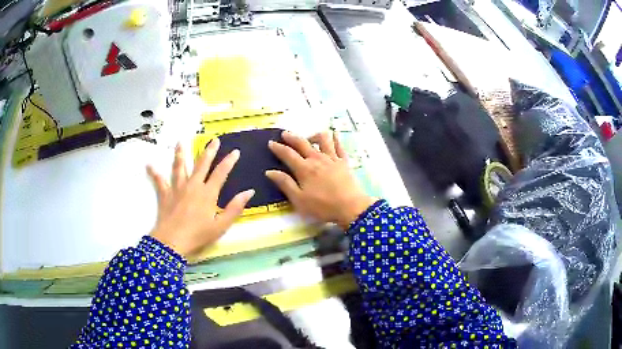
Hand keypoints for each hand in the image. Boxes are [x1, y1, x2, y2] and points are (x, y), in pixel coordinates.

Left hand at [147, 139, 254, 257]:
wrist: (173, 241)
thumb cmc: (198, 235)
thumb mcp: (221, 226)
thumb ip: (235, 208)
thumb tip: (249, 192)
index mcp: (208, 193)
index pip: (221, 173)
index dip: (229, 161)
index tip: (235, 151)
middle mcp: (193, 185)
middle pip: (201, 164)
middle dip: (209, 151)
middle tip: (214, 140)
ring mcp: (177, 188)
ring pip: (179, 167)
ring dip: (180, 154)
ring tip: (180, 142)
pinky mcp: (165, 194)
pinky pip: (159, 181)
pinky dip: (154, 173)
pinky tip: (149, 165)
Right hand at [266, 131, 376, 229]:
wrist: (351, 207)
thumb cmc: (323, 206)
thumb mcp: (299, 200)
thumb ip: (285, 184)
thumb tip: (270, 171)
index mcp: (304, 169)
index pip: (287, 154)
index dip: (278, 148)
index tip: (271, 142)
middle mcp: (317, 159)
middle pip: (302, 143)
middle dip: (292, 137)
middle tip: (285, 133)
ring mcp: (332, 158)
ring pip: (322, 139)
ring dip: (314, 135)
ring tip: (309, 137)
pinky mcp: (344, 162)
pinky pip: (339, 146)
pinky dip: (335, 139)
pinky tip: (334, 135)